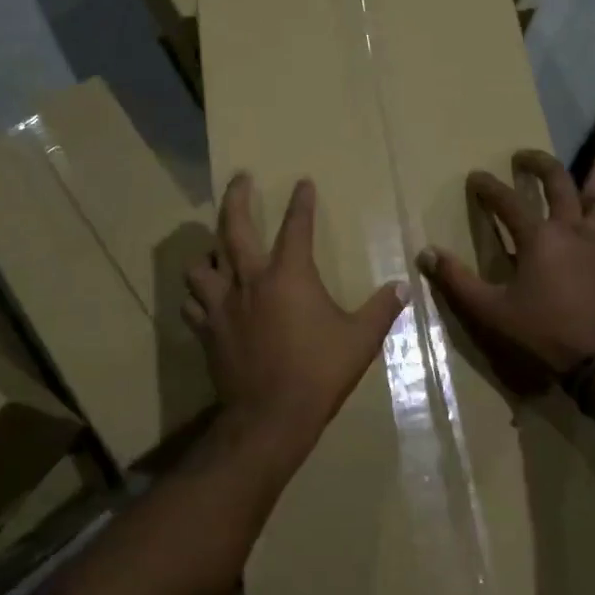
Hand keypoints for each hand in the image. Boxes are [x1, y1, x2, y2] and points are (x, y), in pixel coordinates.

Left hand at [184, 174, 407, 455]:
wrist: (271, 415)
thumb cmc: (320, 372)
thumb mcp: (361, 339)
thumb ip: (381, 309)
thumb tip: (402, 287)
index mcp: (289, 275)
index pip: (296, 226)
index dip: (301, 202)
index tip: (302, 183)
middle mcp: (250, 280)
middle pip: (234, 227)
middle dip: (237, 198)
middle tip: (240, 178)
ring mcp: (222, 304)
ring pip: (201, 264)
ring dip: (208, 251)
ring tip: (215, 248)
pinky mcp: (207, 330)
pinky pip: (192, 303)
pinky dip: (196, 294)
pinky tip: (202, 296)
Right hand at [418, 150, 594, 393]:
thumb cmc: (543, 334)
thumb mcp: (491, 311)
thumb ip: (457, 280)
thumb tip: (426, 254)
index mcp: (539, 237)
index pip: (507, 200)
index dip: (488, 186)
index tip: (476, 176)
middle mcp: (574, 228)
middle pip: (558, 180)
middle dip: (538, 163)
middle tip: (523, 157)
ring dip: (579, 190)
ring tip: (570, 195)